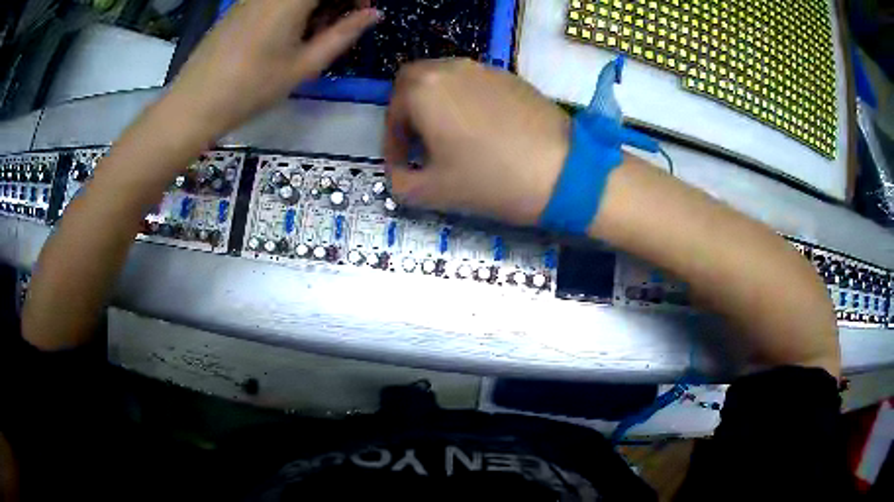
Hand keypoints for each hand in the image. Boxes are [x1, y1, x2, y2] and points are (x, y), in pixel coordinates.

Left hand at [165, 0, 380, 138]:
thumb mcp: (305, 64)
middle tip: (339, 24)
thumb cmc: (252, 87)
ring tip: (311, 34)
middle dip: (335, 0)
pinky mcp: (239, 5)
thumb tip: (374, 14)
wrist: (195, 103)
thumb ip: (343, 34)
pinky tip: (286, 33)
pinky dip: (292, 7)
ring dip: (314, 5)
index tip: (362, 11)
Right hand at [384, 59, 570, 225]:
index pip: (392, 110)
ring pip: (445, 79)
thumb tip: (398, 174)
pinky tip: (482, 130)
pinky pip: (474, 83)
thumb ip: (400, 183)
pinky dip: (465, 101)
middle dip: (409, 112)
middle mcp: (451, 68)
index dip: (392, 142)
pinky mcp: (511, 77)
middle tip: (419, 143)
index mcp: (424, 89)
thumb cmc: (491, 179)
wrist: (563, 172)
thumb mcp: (434, 192)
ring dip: (437, 104)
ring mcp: (484, 69)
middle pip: (415, 82)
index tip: (402, 167)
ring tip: (450, 138)